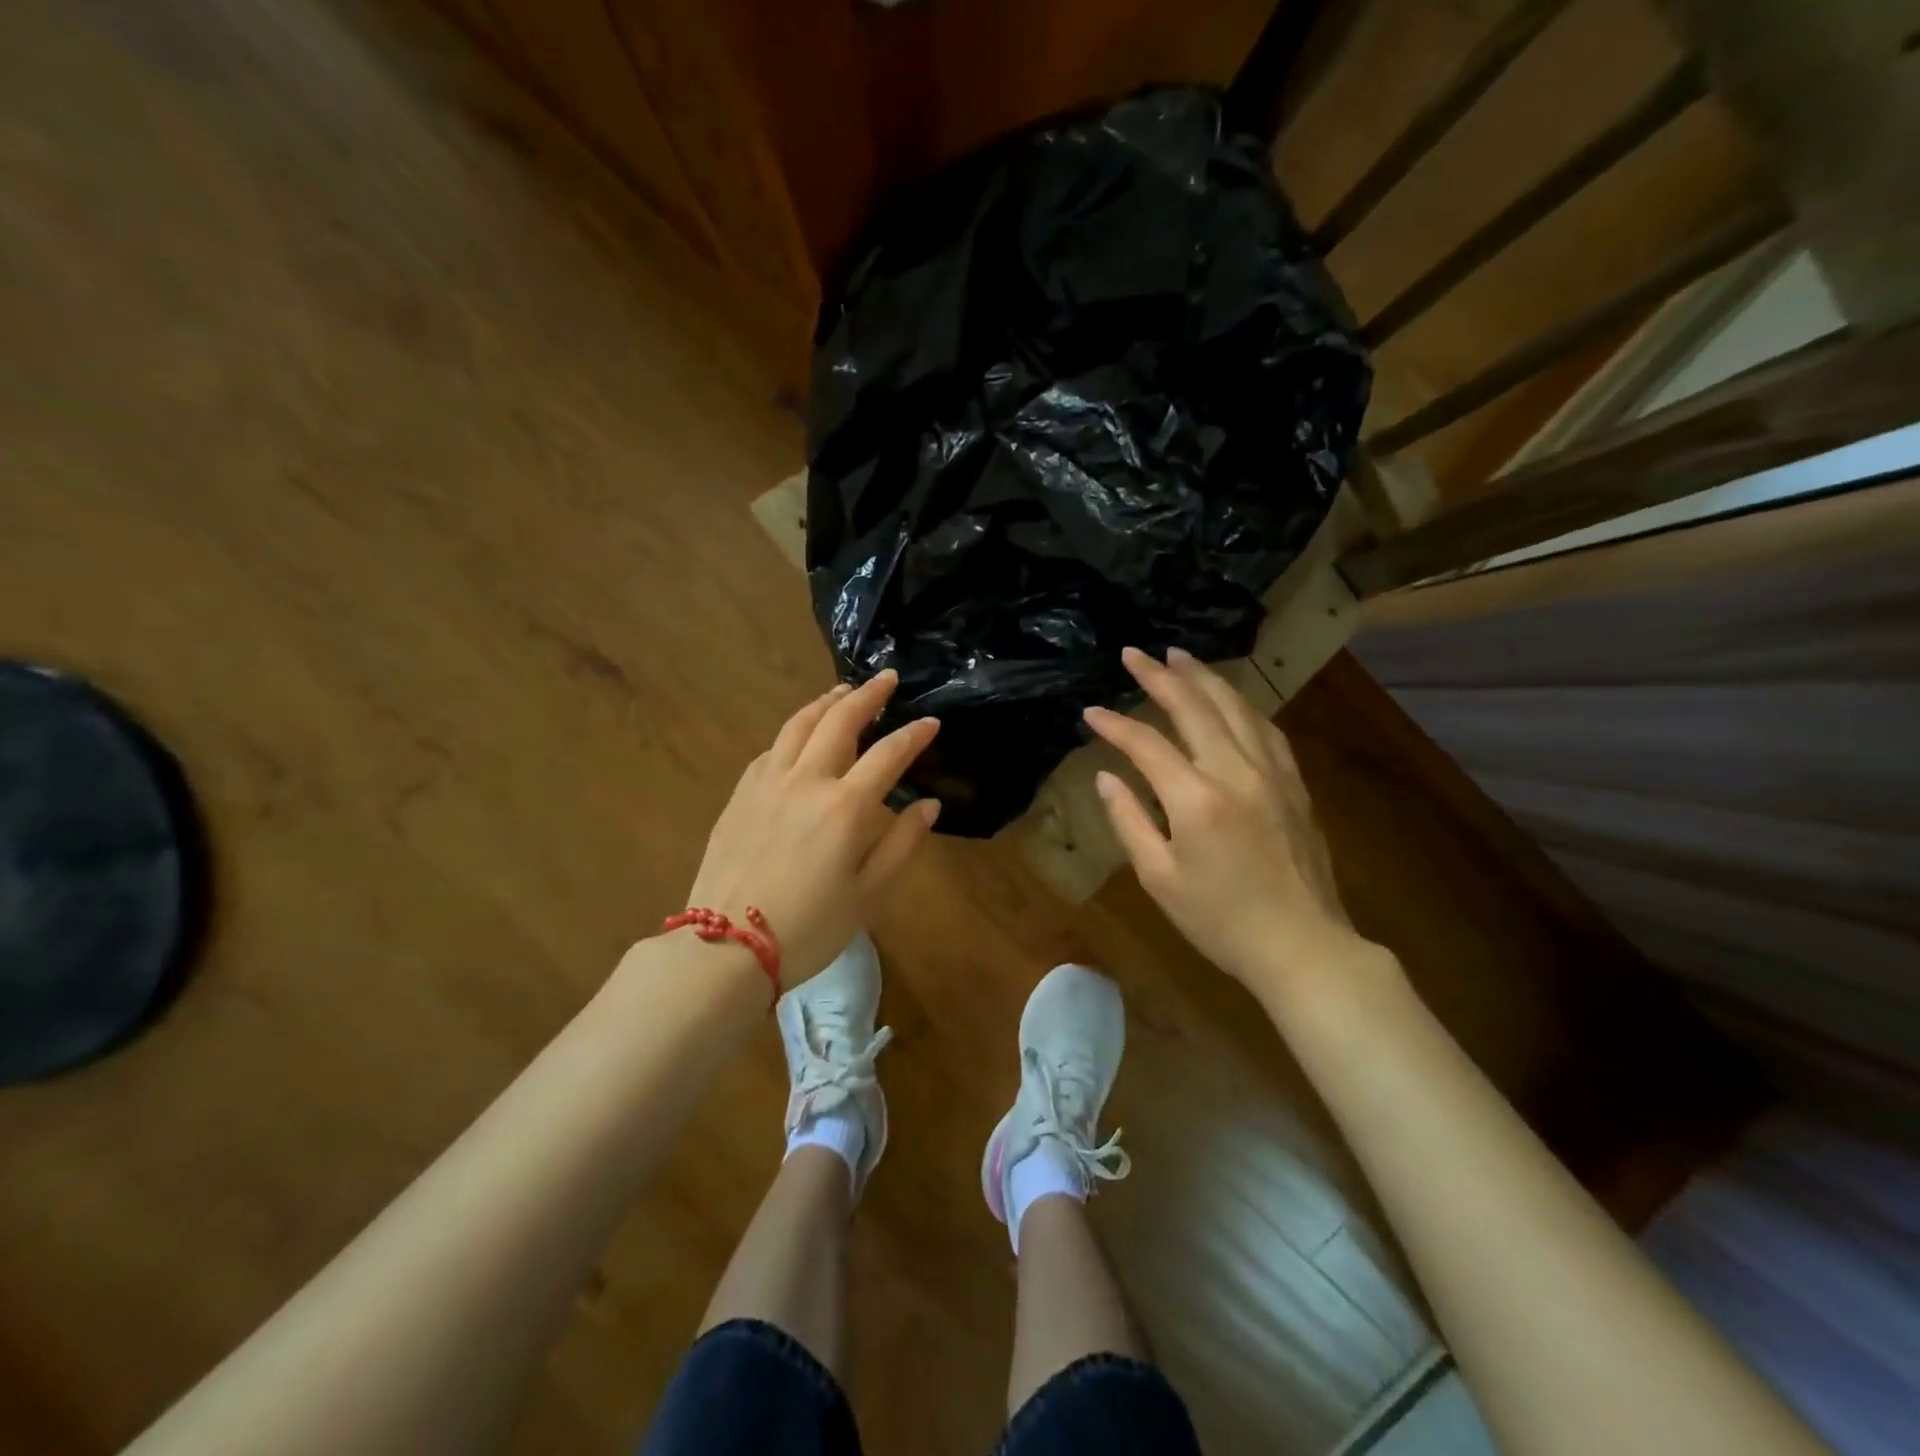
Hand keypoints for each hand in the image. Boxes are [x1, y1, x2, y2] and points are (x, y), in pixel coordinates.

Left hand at [685, 670, 940, 988]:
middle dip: (868, 695)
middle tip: (886, 678)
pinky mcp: (740, 794)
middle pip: (840, 722)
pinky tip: (799, 734)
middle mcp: (806, 781)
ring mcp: (767, 783)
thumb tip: (929, 805)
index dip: (914, 735)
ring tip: (843, 691)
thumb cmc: (810, 928)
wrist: (726, 949)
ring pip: (799, 725)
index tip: (932, 721)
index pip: (888, 755)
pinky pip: (771, 748)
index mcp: (845, 806)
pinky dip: (793, 731)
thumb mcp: (870, 895)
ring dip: (826, 703)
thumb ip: (903, 844)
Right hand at [1083, 647, 1365, 994]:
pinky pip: (1266, 728)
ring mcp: (1272, 773)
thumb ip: (1128, 821)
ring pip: (1236, 707)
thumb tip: (1107, 777)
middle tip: (1134, 653)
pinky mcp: (1294, 783)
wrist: (1302, 946)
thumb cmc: (1219, 920)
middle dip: (1160, 676)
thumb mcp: (1159, 878)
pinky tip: (1229, 698)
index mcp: (1195, 799)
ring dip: (1204, 678)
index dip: (1115, 725)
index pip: (1146, 745)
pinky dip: (1241, 704)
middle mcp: (1235, 772)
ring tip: (1179, 656)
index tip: (1090, 712)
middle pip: (1195, 708)